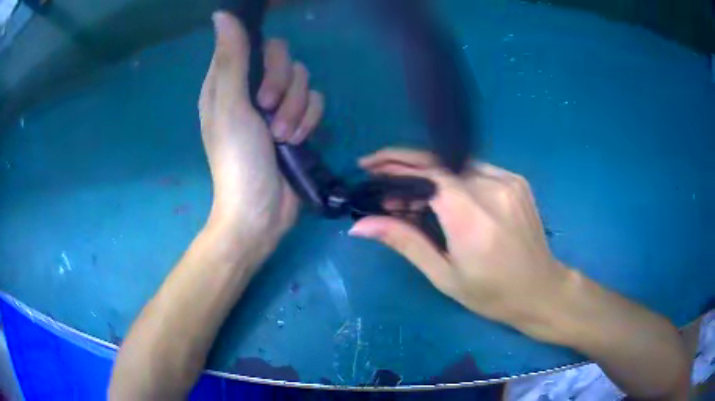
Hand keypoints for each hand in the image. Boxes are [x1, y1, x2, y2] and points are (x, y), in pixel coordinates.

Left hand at [199, 12, 323, 251]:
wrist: (261, 210)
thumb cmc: (237, 159)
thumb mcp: (230, 106)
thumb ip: (230, 58)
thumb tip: (222, 14)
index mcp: (227, 82)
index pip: (253, 43)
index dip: (264, 55)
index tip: (264, 78)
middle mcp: (252, 88)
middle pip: (283, 58)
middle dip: (282, 85)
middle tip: (269, 112)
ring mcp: (276, 105)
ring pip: (302, 80)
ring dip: (296, 109)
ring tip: (283, 137)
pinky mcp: (297, 121)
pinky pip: (315, 102)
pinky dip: (309, 121)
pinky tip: (297, 141)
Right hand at [349, 148, 571, 336]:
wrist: (541, 289)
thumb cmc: (491, 293)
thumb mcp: (444, 275)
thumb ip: (404, 242)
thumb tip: (360, 226)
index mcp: (472, 218)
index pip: (427, 175)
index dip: (395, 166)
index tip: (368, 168)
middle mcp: (492, 189)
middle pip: (439, 162)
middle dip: (404, 161)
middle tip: (377, 169)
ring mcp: (508, 181)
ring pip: (456, 164)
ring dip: (426, 170)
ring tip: (404, 186)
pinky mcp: (516, 180)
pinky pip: (475, 169)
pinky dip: (451, 175)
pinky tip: (439, 190)